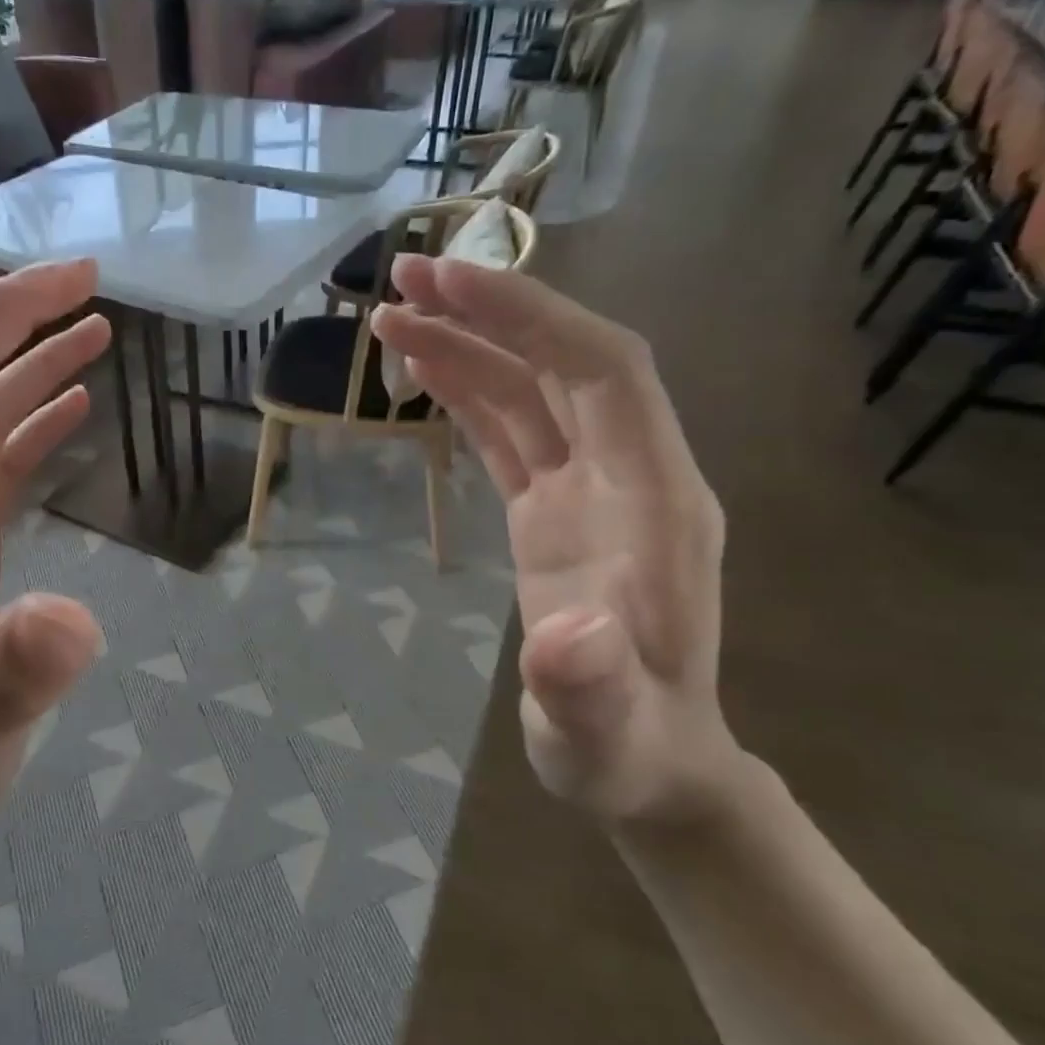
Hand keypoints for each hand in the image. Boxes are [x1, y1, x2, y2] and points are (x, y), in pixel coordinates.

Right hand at [371, 256, 735, 821]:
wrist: (646, 762)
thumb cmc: (625, 750)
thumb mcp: (603, 734)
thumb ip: (589, 687)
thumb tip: (567, 635)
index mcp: (654, 503)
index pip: (602, 372)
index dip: (531, 316)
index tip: (451, 283)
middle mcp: (626, 475)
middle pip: (562, 360)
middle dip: (490, 311)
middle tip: (402, 281)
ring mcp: (588, 489)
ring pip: (529, 388)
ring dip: (466, 344)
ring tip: (390, 318)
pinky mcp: (553, 508)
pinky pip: (510, 429)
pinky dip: (466, 391)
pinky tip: (421, 372)